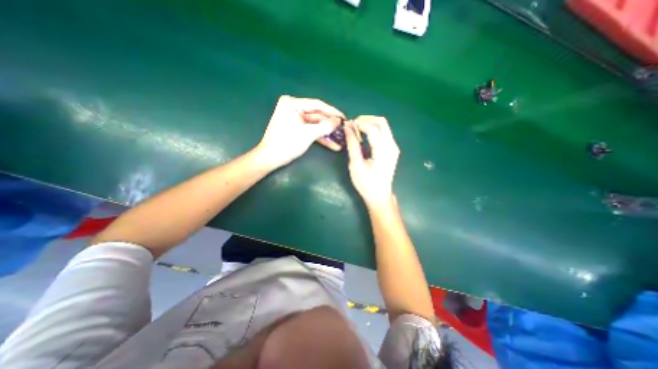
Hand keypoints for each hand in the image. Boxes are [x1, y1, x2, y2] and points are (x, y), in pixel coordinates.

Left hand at [257, 95, 345, 168]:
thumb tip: (338, 121)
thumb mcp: (308, 134)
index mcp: (292, 104)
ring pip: (315, 124)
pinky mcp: (296, 127)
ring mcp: (294, 118)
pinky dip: (320, 137)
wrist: (270, 158)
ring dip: (327, 133)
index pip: (317, 105)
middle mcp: (293, 108)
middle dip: (330, 124)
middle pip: (317, 115)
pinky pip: (310, 130)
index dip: (332, 112)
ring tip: (341, 138)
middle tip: (344, 129)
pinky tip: (332, 144)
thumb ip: (324, 126)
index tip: (344, 118)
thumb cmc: (287, 144)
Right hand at [345, 116, 400, 207]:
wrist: (380, 196)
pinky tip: (364, 136)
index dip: (359, 123)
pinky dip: (373, 130)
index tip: (348, 124)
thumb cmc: (366, 184)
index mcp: (383, 150)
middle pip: (382, 122)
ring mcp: (394, 147)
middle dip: (366, 119)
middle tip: (353, 124)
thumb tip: (348, 128)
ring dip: (370, 124)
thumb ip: (352, 145)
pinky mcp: (392, 150)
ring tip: (356, 129)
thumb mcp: (356, 165)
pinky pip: (384, 133)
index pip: (373, 128)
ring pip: (384, 126)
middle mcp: (392, 146)